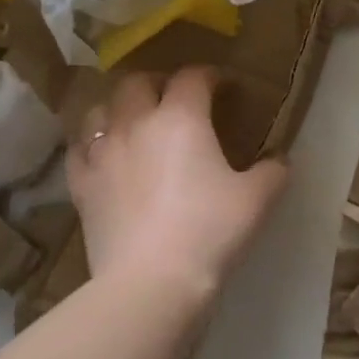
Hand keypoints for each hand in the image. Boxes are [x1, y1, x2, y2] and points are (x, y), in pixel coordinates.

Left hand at [68, 68, 286, 311]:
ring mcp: (102, 152)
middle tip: (176, 99)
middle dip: (159, 83)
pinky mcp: (81, 184)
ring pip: (101, 109)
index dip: (211, 76)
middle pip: (138, 82)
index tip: (225, 88)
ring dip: (120, 107)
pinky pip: (80, 148)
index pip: (193, 77)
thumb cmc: (209, 232)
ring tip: (135, 121)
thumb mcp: (257, 200)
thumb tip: (278, 160)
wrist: (150, 282)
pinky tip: (104, 154)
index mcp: (180, 118)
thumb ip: (273, 171)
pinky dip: (93, 142)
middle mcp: (135, 123)